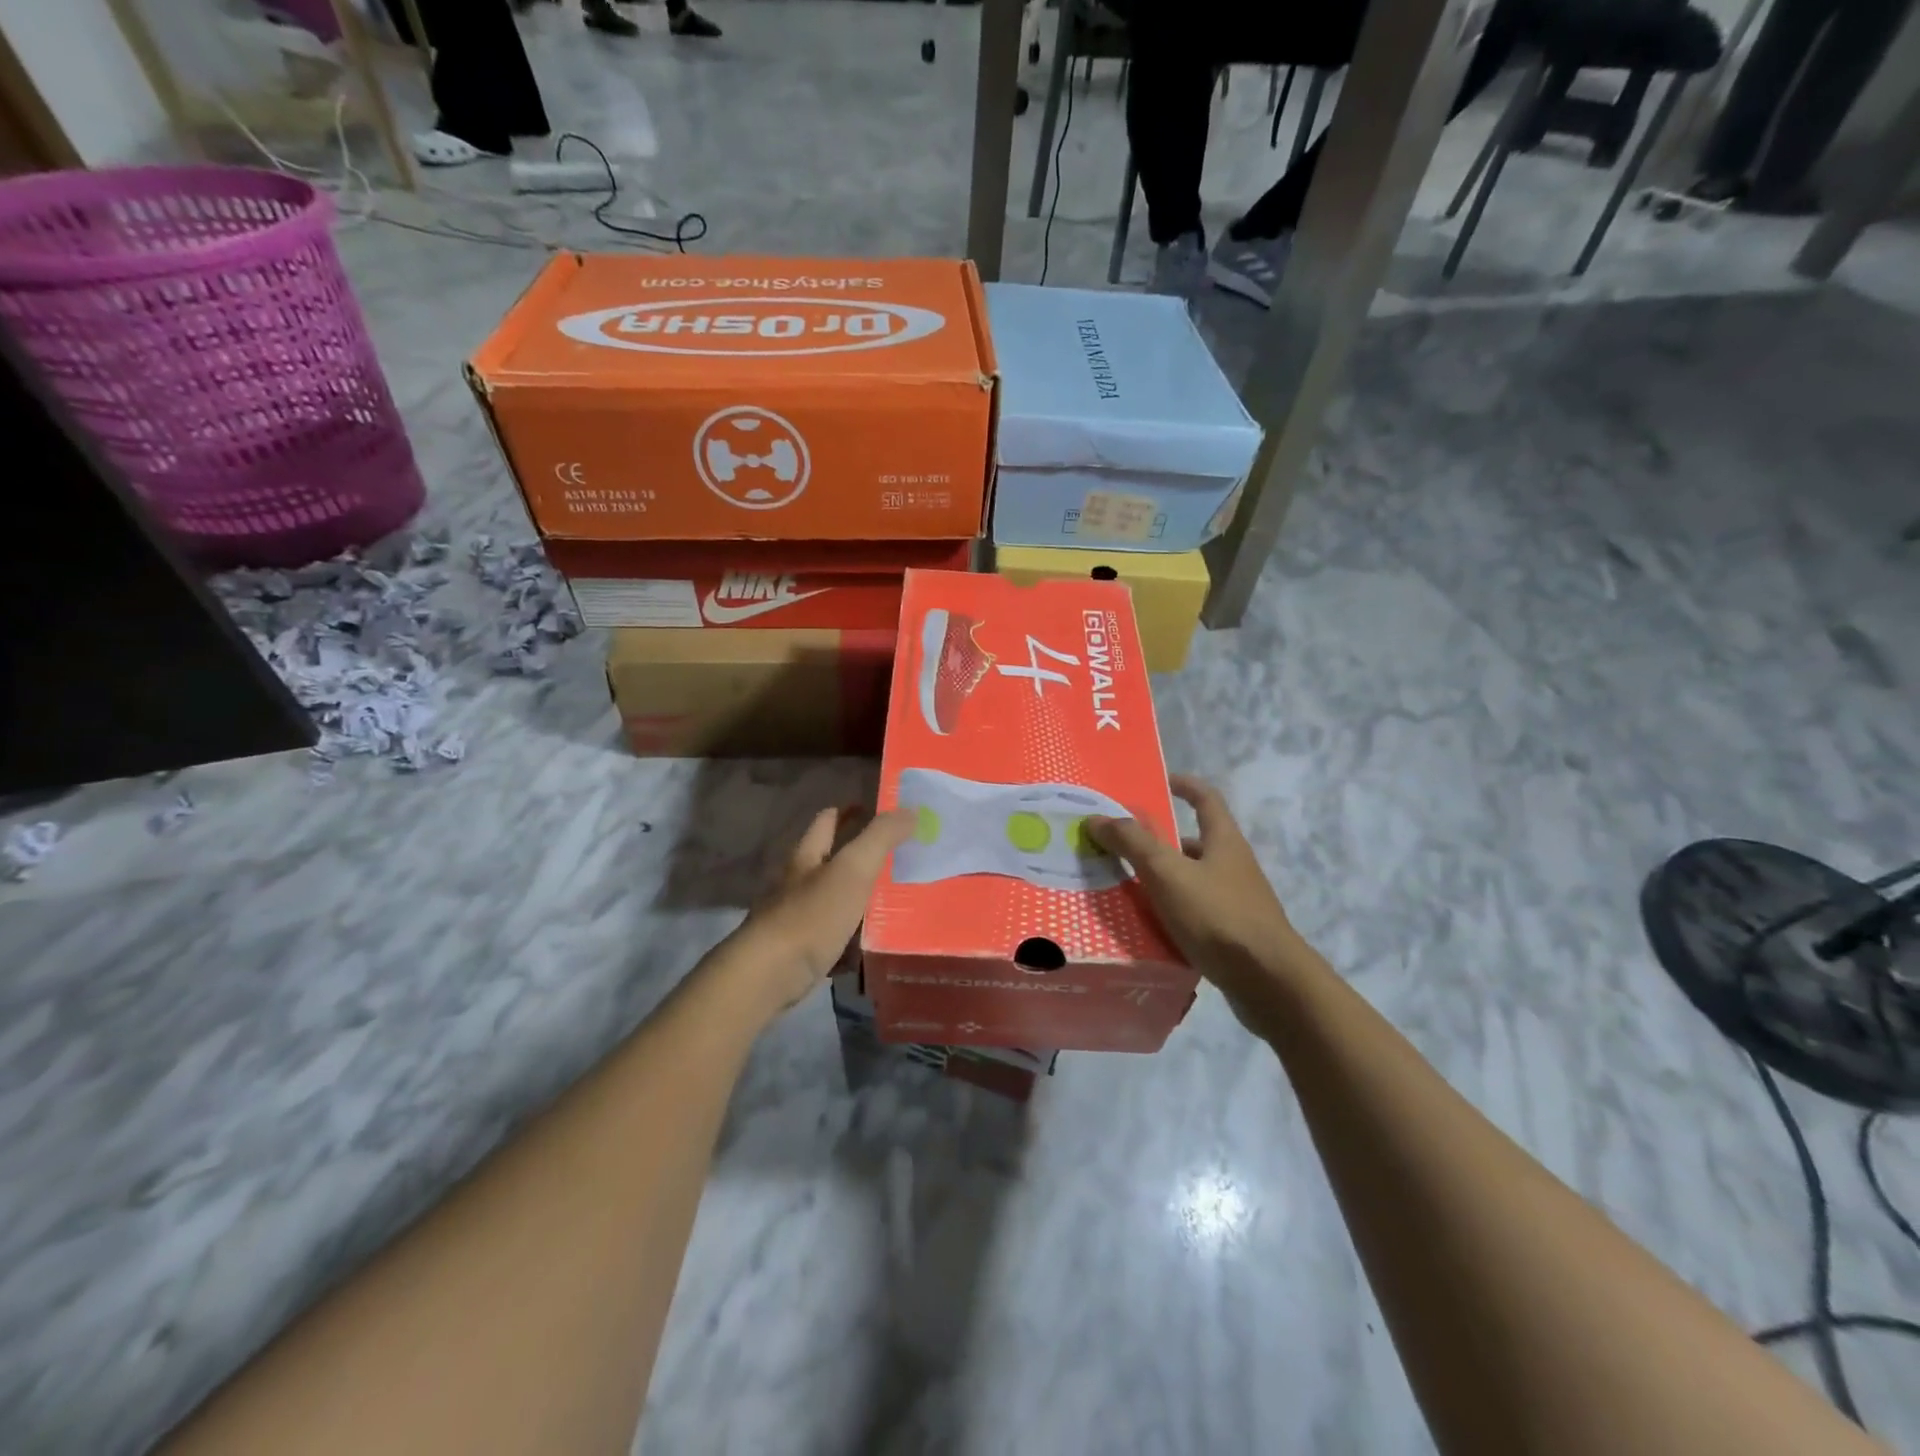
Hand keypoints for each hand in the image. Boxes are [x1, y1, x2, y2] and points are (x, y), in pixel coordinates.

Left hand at [719, 806, 914, 1017]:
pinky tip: (876, 945)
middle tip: (899, 856)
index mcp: (807, 857)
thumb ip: (880, 838)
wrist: (769, 976)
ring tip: (897, 900)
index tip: (876, 808)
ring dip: (859, 899)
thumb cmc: (811, 915)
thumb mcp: (852, 869)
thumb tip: (910, 809)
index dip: (849, 811)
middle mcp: (798, 884)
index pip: (827, 821)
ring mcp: (797, 920)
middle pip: (829, 861)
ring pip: (834, 901)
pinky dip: (854, 939)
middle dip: (859, 856)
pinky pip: (835, 940)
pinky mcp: (801, 953)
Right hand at [1088, 775, 1311, 1017]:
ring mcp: (1237, 902)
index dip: (1184, 785)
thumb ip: (1132, 843)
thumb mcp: (1167, 873)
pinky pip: (1195, 914)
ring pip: (1192, 881)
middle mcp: (1234, 866)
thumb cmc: (1218, 916)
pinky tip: (1148, 928)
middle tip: (1122, 846)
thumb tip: (1097, 817)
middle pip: (1195, 843)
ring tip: (1124, 889)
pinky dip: (1171, 913)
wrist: (1269, 982)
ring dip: (1163, 880)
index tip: (1159, 781)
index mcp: (1224, 841)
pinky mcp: (1233, 935)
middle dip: (1160, 842)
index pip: (1206, 798)